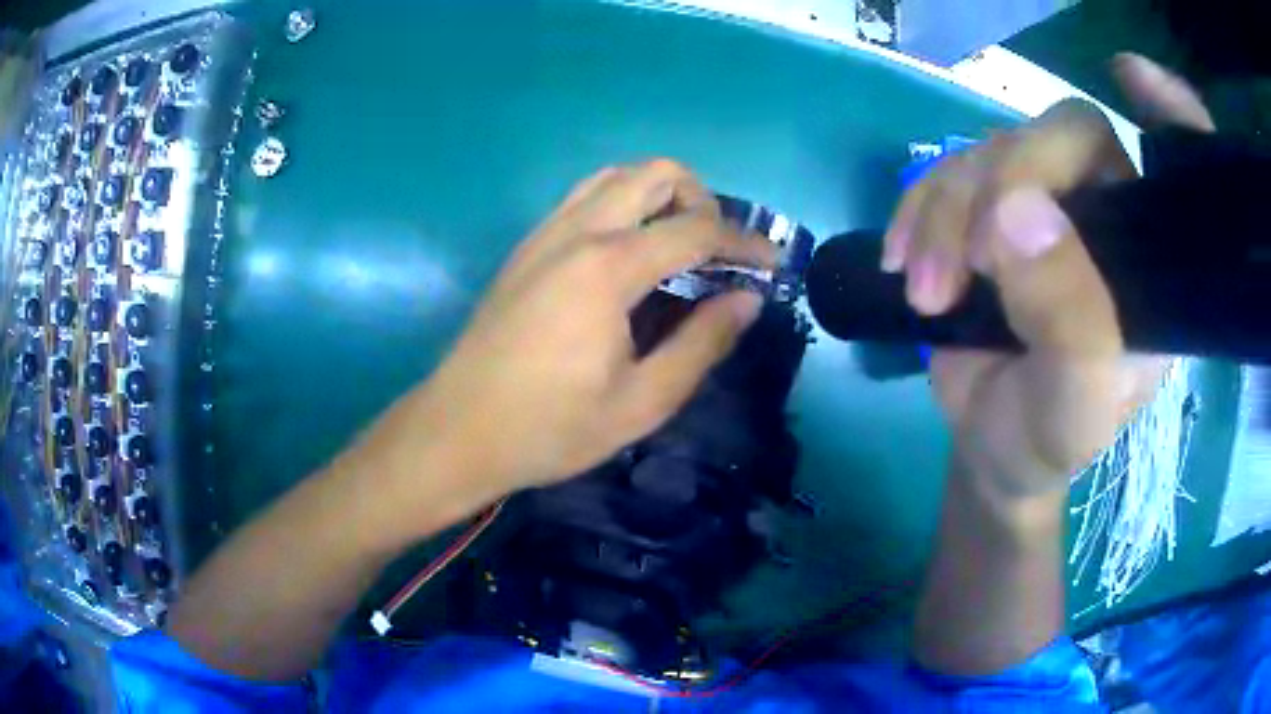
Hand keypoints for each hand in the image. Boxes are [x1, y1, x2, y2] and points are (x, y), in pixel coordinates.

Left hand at [381, 160, 773, 498]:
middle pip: (655, 173)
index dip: (745, 241)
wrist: (457, 431)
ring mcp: (545, 233)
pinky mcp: (526, 247)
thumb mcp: (642, 402)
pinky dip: (622, 204)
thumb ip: (702, 343)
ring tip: (677, 246)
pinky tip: (629, 254)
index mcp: (608, 267)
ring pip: (615, 176)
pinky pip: (584, 197)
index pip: (697, 228)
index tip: (773, 263)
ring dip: (659, 195)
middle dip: (702, 199)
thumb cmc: (550, 427)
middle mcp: (577, 231)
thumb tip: (748, 299)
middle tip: (716, 252)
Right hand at [883, 55, 1213, 497]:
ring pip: (993, 150)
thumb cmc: (1047, 439)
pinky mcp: (992, 208)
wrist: (991, 447)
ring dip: (944, 214)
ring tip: (927, 293)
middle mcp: (1109, 215)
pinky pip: (947, 171)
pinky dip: (916, 211)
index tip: (1130, 76)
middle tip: (966, 265)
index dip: (1169, 113)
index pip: (1175, 167)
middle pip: (1062, 136)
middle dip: (1001, 186)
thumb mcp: (1070, 409)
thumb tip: (1017, 213)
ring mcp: (1049, 203)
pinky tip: (903, 262)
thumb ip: (1070, 325)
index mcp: (1151, 262)